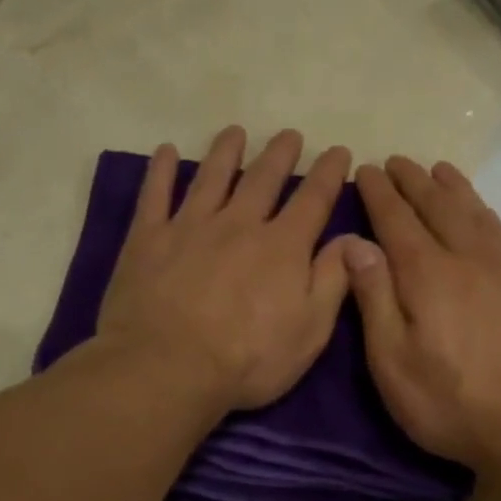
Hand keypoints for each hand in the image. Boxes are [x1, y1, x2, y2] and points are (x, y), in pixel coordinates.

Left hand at [97, 127, 354, 410]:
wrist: (167, 368)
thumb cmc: (247, 361)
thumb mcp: (309, 332)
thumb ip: (331, 281)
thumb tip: (353, 238)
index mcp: (282, 247)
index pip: (313, 199)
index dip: (329, 173)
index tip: (338, 151)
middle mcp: (238, 224)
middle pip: (263, 179)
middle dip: (280, 154)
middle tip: (289, 135)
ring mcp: (189, 227)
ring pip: (212, 177)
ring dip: (226, 151)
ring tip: (234, 132)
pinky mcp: (147, 239)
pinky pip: (154, 194)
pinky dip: (161, 170)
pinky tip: (166, 152)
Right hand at [346, 157, 500, 479]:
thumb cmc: (452, 403)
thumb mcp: (393, 362)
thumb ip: (374, 299)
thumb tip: (355, 243)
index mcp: (426, 275)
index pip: (397, 221)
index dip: (380, 194)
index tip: (367, 169)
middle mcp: (466, 258)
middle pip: (436, 207)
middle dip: (413, 182)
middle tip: (395, 161)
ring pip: (473, 212)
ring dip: (451, 187)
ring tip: (437, 169)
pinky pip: (500, 230)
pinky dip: (482, 208)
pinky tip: (478, 209)